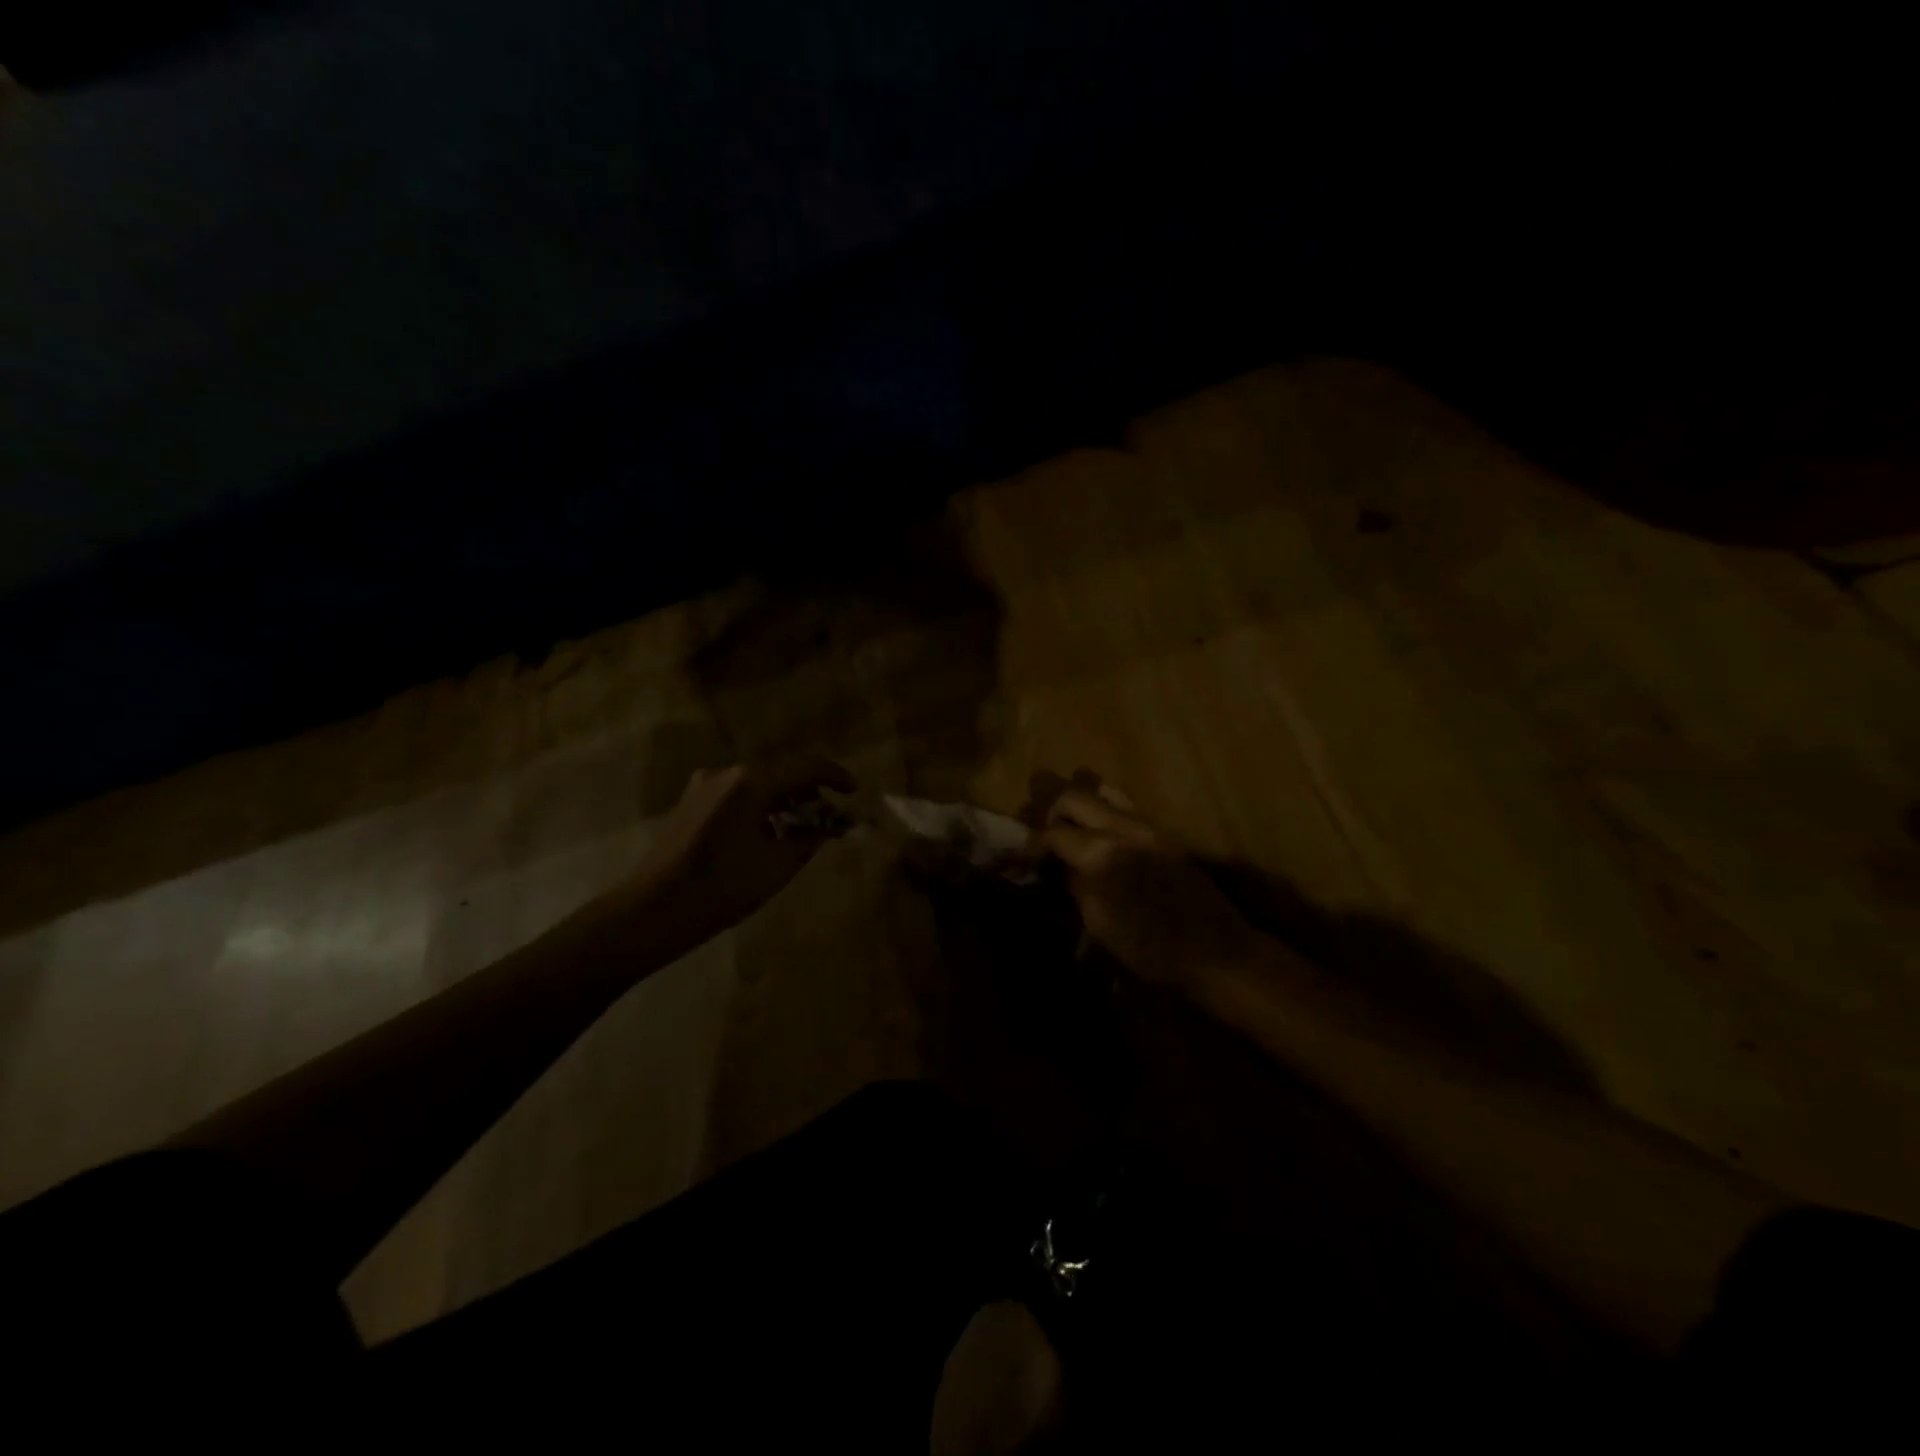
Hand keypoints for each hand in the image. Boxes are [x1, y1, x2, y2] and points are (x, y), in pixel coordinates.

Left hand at [636, 757, 856, 936]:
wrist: (651, 911)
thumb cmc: (720, 887)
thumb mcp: (776, 866)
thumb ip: (809, 839)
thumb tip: (826, 827)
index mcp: (751, 782)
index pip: (806, 767)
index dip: (835, 777)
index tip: (853, 793)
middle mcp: (727, 773)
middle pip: (781, 773)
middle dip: (809, 793)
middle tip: (828, 820)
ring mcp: (704, 786)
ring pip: (758, 785)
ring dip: (784, 802)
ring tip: (800, 831)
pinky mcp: (691, 803)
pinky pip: (738, 795)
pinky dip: (760, 808)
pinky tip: (767, 835)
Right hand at [1039, 786, 1262, 991]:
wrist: (1216, 952)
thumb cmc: (1151, 949)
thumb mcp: (1100, 925)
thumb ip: (1076, 887)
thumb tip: (1061, 866)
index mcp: (1102, 854)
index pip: (1055, 832)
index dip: (1034, 842)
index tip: (1025, 855)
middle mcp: (1124, 828)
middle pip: (1075, 796)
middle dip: (1053, 811)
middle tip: (1044, 834)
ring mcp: (1149, 826)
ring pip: (1104, 793)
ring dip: (1081, 806)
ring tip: (1072, 827)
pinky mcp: (1165, 834)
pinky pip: (1126, 808)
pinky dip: (1105, 813)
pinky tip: (1102, 836)